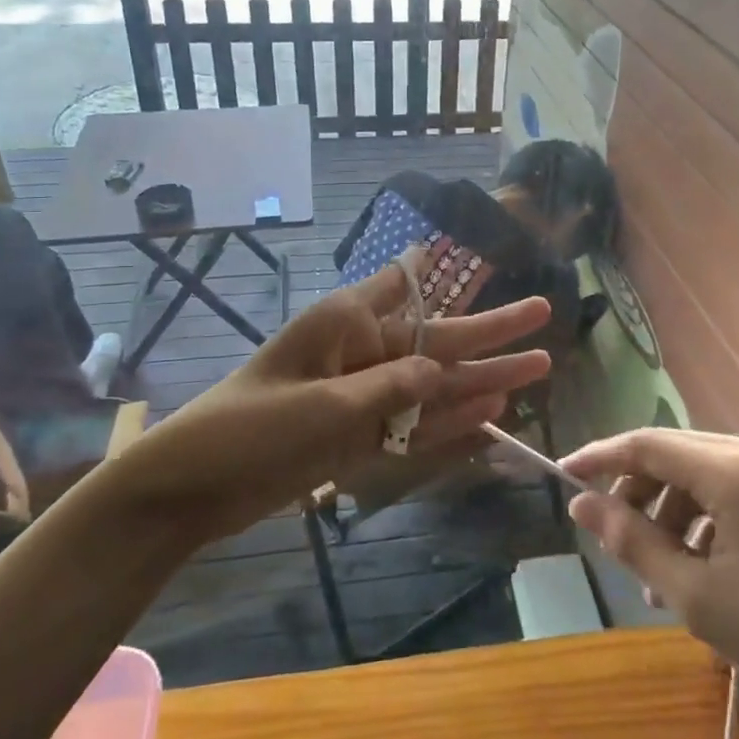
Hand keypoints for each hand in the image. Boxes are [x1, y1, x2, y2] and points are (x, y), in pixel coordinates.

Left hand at [113, 266, 553, 538]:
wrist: (194, 486)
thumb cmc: (251, 428)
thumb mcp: (324, 405)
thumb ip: (390, 388)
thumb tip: (443, 372)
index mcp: (347, 322)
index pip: (405, 286)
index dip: (441, 270)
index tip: (474, 252)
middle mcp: (361, 350)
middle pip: (438, 339)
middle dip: (491, 331)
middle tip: (544, 315)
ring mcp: (363, 395)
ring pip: (435, 384)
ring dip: (483, 378)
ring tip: (537, 368)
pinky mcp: (360, 435)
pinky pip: (415, 423)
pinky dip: (450, 419)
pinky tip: (491, 412)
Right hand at [562, 429, 738, 738]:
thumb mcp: (698, 597)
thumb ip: (632, 542)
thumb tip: (581, 504)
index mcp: (735, 470)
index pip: (647, 444)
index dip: (600, 456)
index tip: (563, 475)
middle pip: (673, 452)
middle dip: (636, 491)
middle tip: (613, 539)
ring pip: (699, 470)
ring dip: (668, 510)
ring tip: (656, 574)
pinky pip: (729, 485)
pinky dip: (701, 516)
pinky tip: (696, 567)